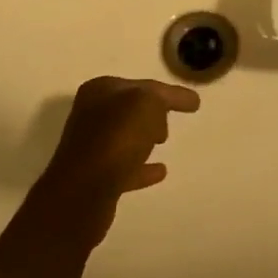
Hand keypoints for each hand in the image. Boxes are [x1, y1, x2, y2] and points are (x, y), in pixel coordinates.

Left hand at [32, 76, 199, 245]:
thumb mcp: (146, 103)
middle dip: (152, 112)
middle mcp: (92, 115)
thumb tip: (165, 105)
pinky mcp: (95, 178)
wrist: (84, 193)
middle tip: (171, 119)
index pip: (143, 85)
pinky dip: (142, 168)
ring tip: (164, 141)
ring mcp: (91, 148)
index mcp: (101, 90)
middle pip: (130, 109)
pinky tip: (160, 171)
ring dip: (143, 138)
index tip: (194, 102)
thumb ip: (159, 97)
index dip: (170, 92)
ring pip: (125, 137)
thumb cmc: (116, 138)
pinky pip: (125, 167)